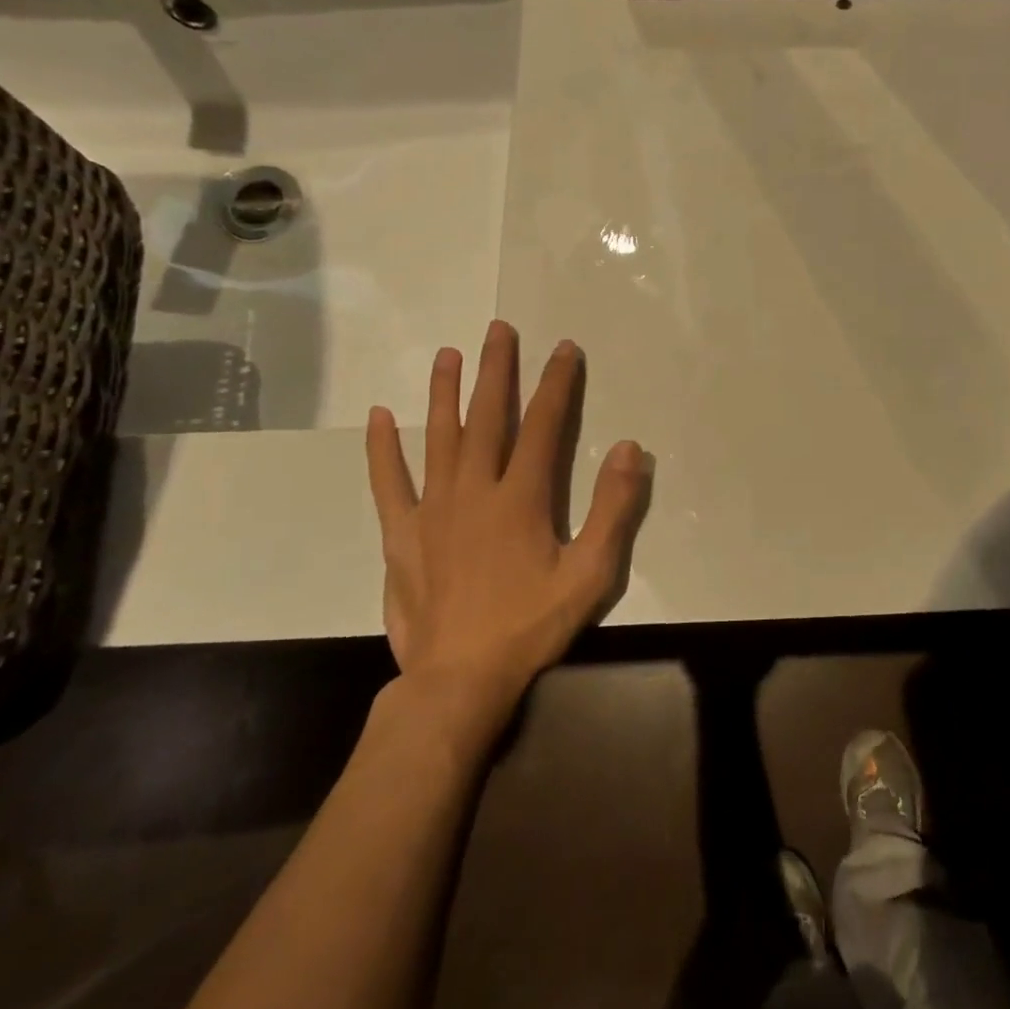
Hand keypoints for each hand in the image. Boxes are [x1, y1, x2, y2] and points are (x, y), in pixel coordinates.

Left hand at [365, 322, 651, 730]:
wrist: (458, 679)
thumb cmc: (530, 625)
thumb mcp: (590, 573)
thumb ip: (614, 509)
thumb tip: (630, 448)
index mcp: (520, 497)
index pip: (543, 425)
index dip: (556, 384)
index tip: (564, 349)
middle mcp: (474, 489)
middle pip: (487, 417)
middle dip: (497, 370)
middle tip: (498, 329)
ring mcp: (432, 509)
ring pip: (438, 437)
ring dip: (444, 393)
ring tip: (447, 354)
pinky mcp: (401, 534)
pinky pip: (389, 482)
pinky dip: (382, 449)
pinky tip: (379, 417)